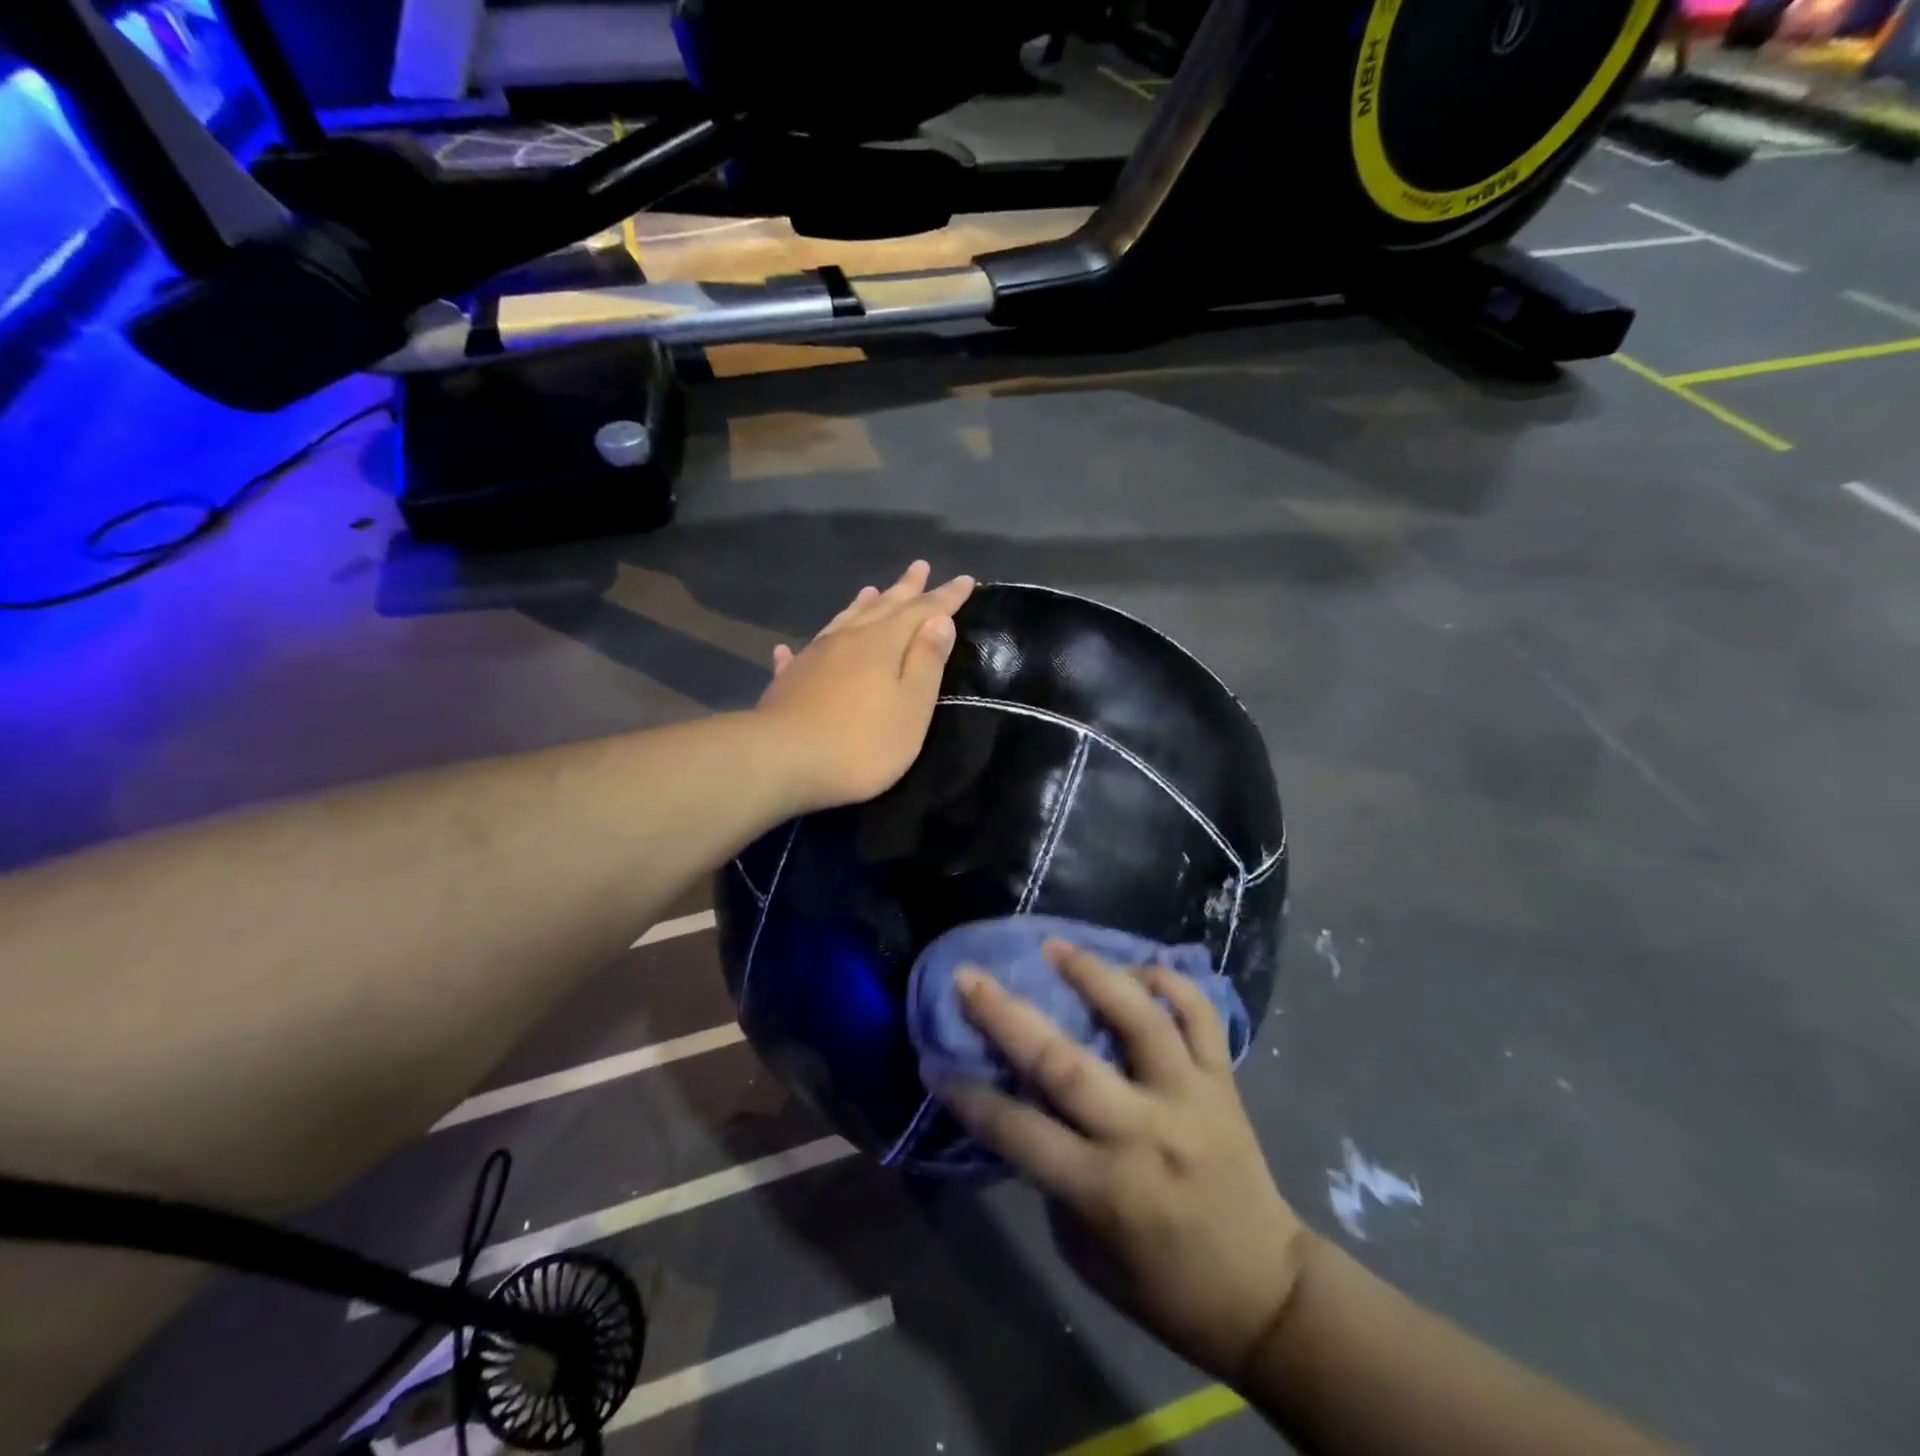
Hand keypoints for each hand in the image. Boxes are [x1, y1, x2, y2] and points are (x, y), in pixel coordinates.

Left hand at [754, 561, 974, 812]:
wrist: (782, 760)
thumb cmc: (861, 741)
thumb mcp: (911, 706)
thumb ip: (927, 662)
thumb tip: (939, 620)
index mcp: (882, 642)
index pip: (922, 610)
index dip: (946, 597)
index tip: (966, 580)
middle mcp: (847, 639)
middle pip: (882, 606)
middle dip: (905, 588)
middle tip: (919, 567)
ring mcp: (813, 657)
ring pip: (843, 622)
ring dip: (861, 606)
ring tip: (871, 591)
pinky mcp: (789, 680)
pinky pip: (802, 653)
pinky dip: (809, 645)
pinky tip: (794, 646)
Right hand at [936, 943, 1312, 1384]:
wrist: (1267, 1294)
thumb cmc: (1163, 1285)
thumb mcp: (1086, 1249)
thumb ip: (1053, 1175)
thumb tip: (1022, 1103)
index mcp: (1105, 1188)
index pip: (1019, 1131)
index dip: (970, 1096)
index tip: (932, 1061)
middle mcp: (1145, 1133)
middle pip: (1066, 1064)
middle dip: (1007, 1016)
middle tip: (970, 977)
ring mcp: (1190, 1098)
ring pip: (1140, 1020)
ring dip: (1093, 975)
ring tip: (1055, 946)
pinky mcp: (1224, 1082)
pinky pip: (1201, 1018)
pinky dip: (1172, 984)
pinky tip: (1140, 967)